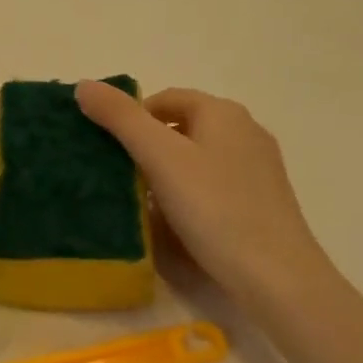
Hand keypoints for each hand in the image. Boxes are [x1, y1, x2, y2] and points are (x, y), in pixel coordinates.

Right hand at [75, 81, 332, 303]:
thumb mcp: (160, 158)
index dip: (131, 119)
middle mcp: (245, 131)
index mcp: (222, 112)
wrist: (277, 278)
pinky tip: (180, 224)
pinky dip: (191, 195)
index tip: (110, 151)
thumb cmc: (215, 208)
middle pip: (181, 127)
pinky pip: (214, 185)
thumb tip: (84, 85)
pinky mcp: (263, 201)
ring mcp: (258, 167)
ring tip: (144, 204)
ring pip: (197, 158)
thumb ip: (120, 118)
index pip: (164, 99)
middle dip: (148, 148)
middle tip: (122, 179)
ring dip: (167, 174)